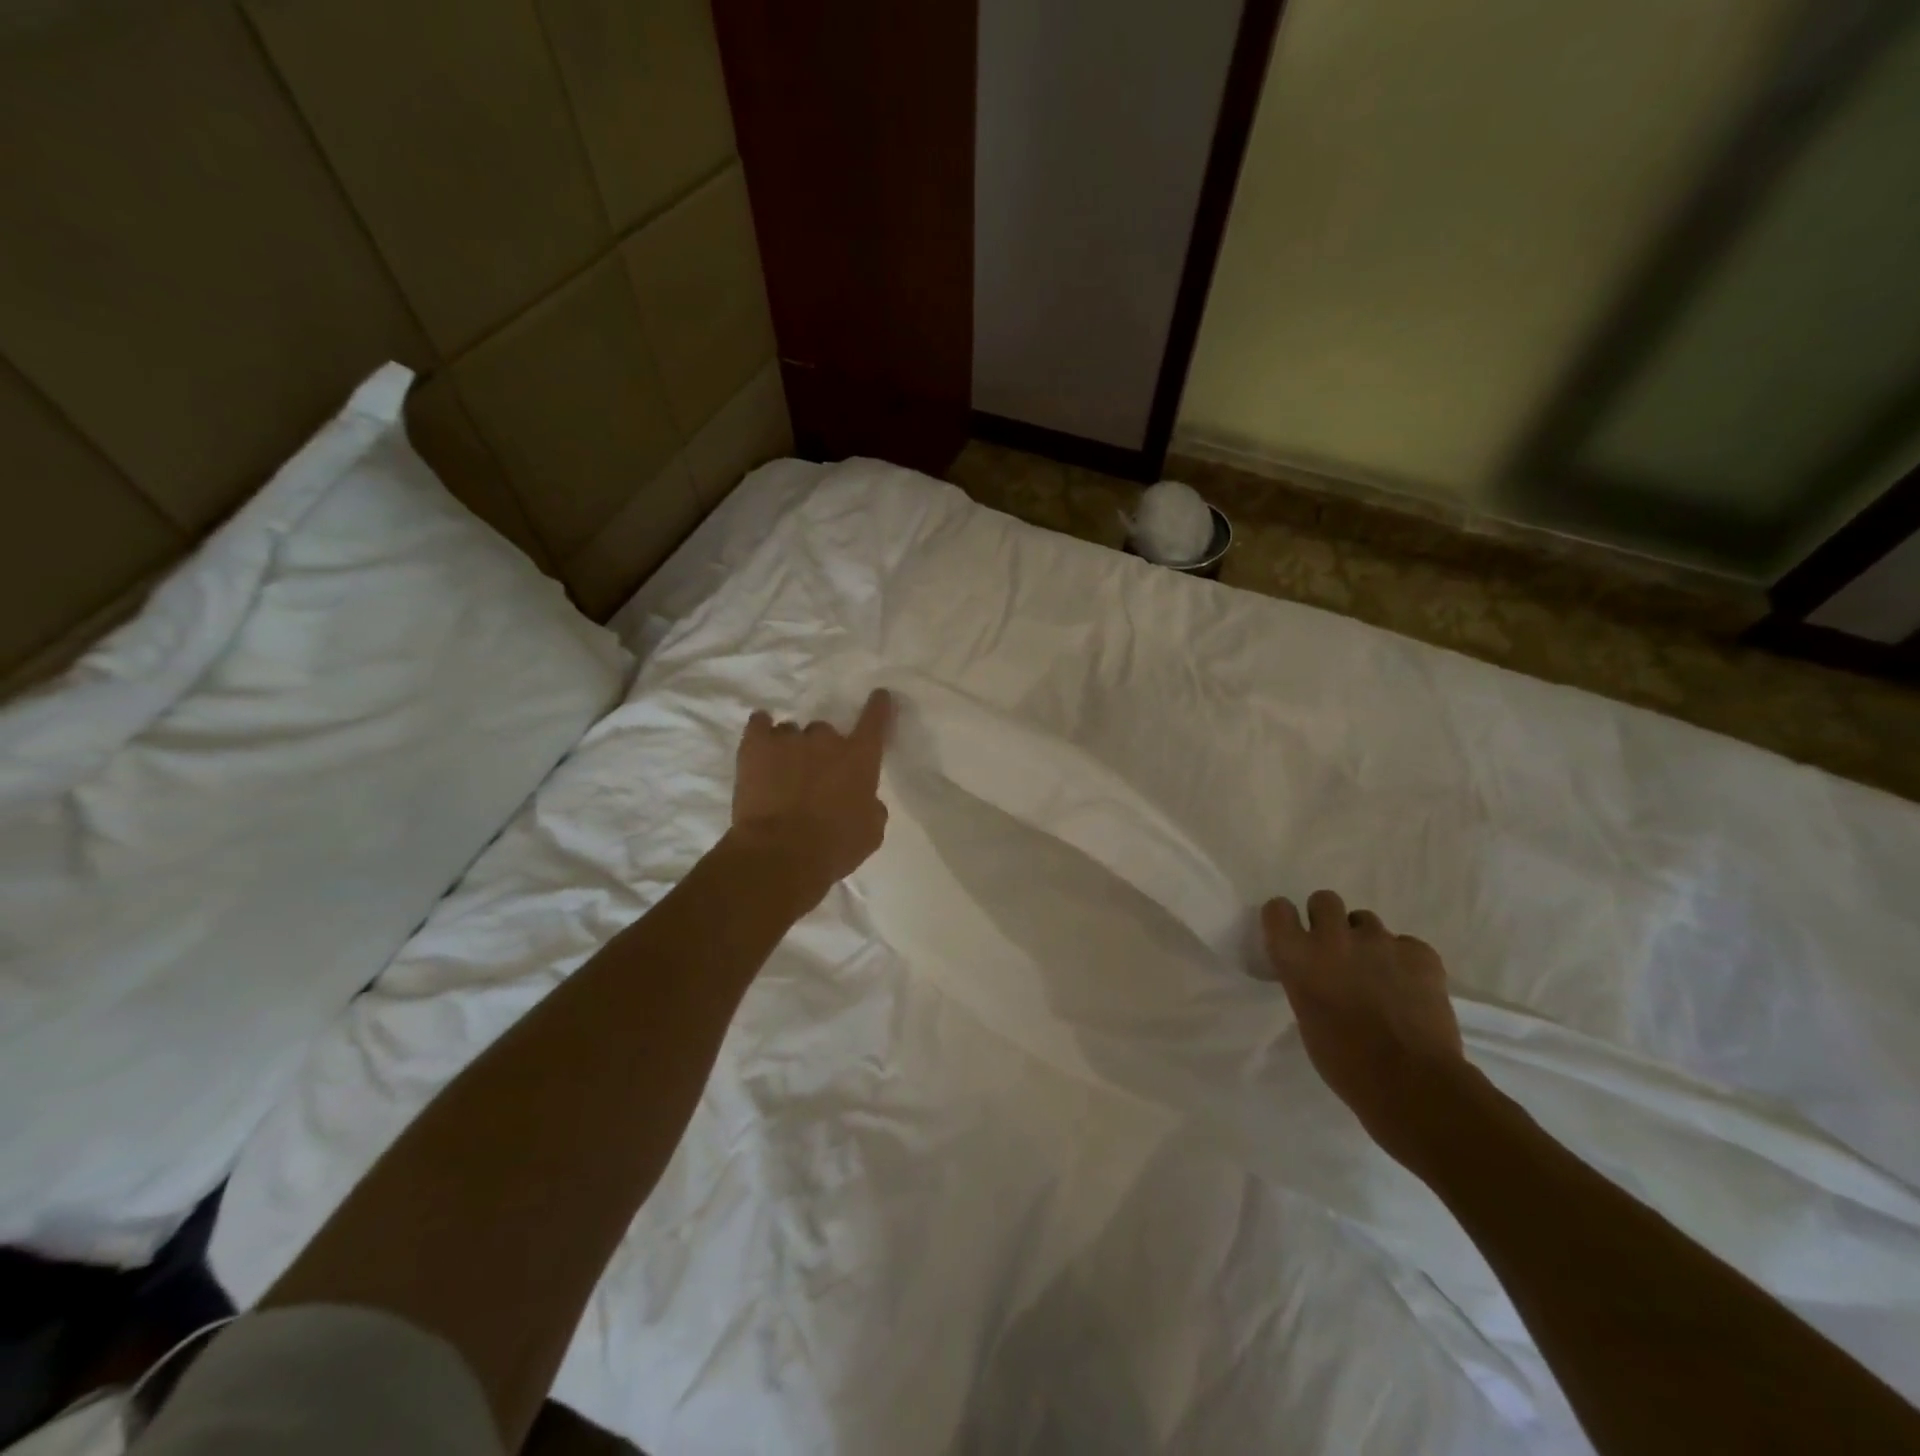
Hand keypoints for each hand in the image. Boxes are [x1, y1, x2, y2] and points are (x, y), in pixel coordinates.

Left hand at [731, 690, 892, 899]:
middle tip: (814, 774)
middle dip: (821, 749)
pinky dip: (761, 730)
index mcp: (859, 759)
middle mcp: (826, 741)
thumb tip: (866, 799)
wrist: (780, 855)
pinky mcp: (755, 745)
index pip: (874, 721)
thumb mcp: (870, 833)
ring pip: (791, 732)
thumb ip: (871, 807)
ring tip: (782, 772)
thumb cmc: (834, 847)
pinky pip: (759, 724)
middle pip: (825, 731)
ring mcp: (788, 739)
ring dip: (790, 748)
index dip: (878, 707)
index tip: (879, 696)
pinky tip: (760, 741)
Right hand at [1259, 890, 1473, 1166]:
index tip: (1293, 937)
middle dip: (1328, 920)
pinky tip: (1409, 989)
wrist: (1411, 1083)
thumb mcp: (1305, 1014)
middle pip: (1324, 900)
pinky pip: (1406, 944)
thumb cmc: (1343, 1061)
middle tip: (1337, 951)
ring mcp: (1380, 941)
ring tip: (1377, 975)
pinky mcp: (1420, 953)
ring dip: (1366, 941)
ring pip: (1366, 920)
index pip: (1277, 909)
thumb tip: (1318, 971)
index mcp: (1297, 955)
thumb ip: (1306, 979)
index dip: (1285, 921)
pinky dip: (1405, 961)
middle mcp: (1333, 937)